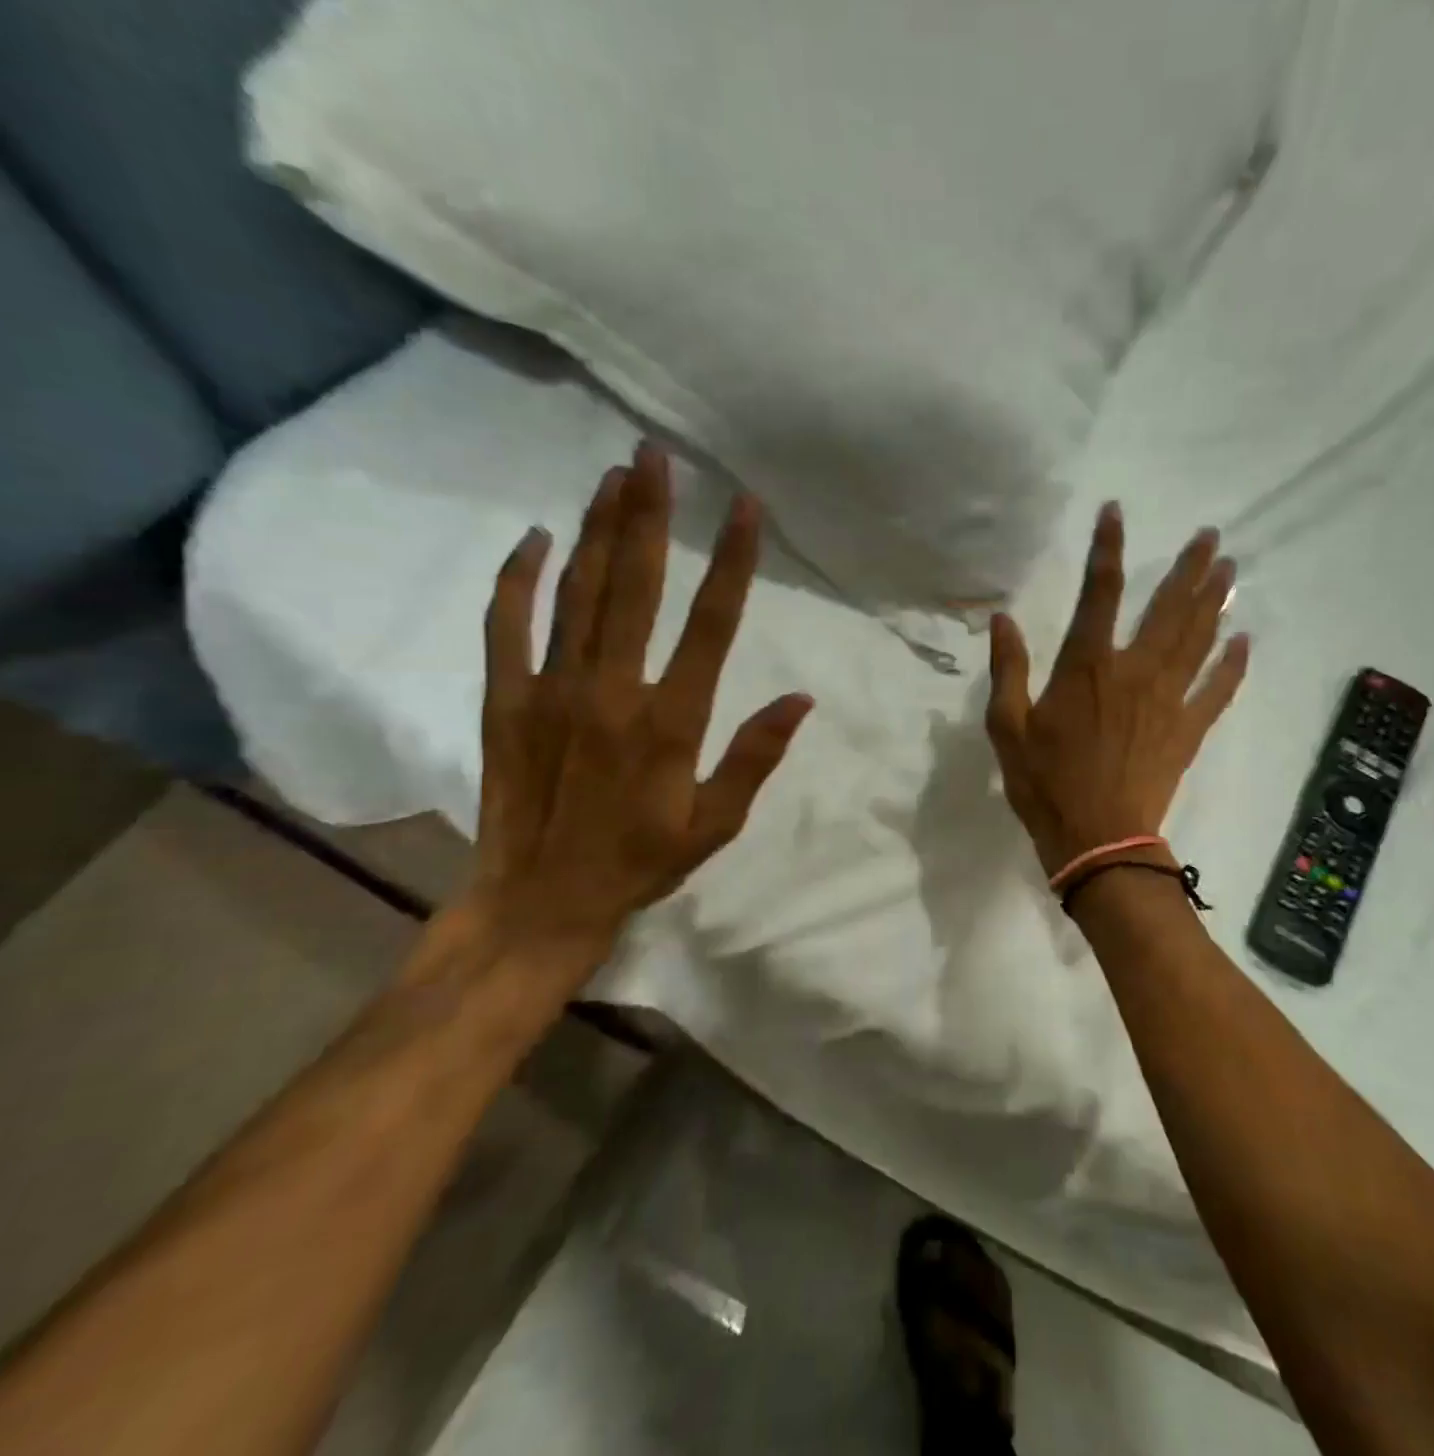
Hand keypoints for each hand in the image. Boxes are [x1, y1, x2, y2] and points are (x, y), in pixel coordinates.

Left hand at [460, 444, 811, 984]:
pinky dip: (520, 577)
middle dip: (649, 515)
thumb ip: (755, 757)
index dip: (732, 560)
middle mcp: (612, 690)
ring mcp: (551, 689)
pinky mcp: (505, 699)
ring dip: (598, 529)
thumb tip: (801, 698)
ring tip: (614, 475)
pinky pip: (508, 624)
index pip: (711, 624)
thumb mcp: (716, 824)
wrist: (539, 901)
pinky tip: (536, 538)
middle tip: (656, 456)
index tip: (745, 506)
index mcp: (671, 721)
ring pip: (577, 592)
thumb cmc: (640, 863)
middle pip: (635, 585)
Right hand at [985, 503, 1248, 877]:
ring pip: (1197, 639)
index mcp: (1087, 668)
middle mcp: (1134, 672)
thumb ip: (1008, 670)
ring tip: (1229, 570)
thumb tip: (1002, 619)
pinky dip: (1232, 665)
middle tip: (1210, 536)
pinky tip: (1244, 640)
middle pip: (1167, 608)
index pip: (1097, 593)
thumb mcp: (1007, 728)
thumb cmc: (1046, 785)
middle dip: (1189, 569)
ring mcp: (1167, 701)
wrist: (1097, 841)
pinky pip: (1217, 691)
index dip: (1106, 548)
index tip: (1116, 512)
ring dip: (1214, 602)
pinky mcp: (1187, 731)